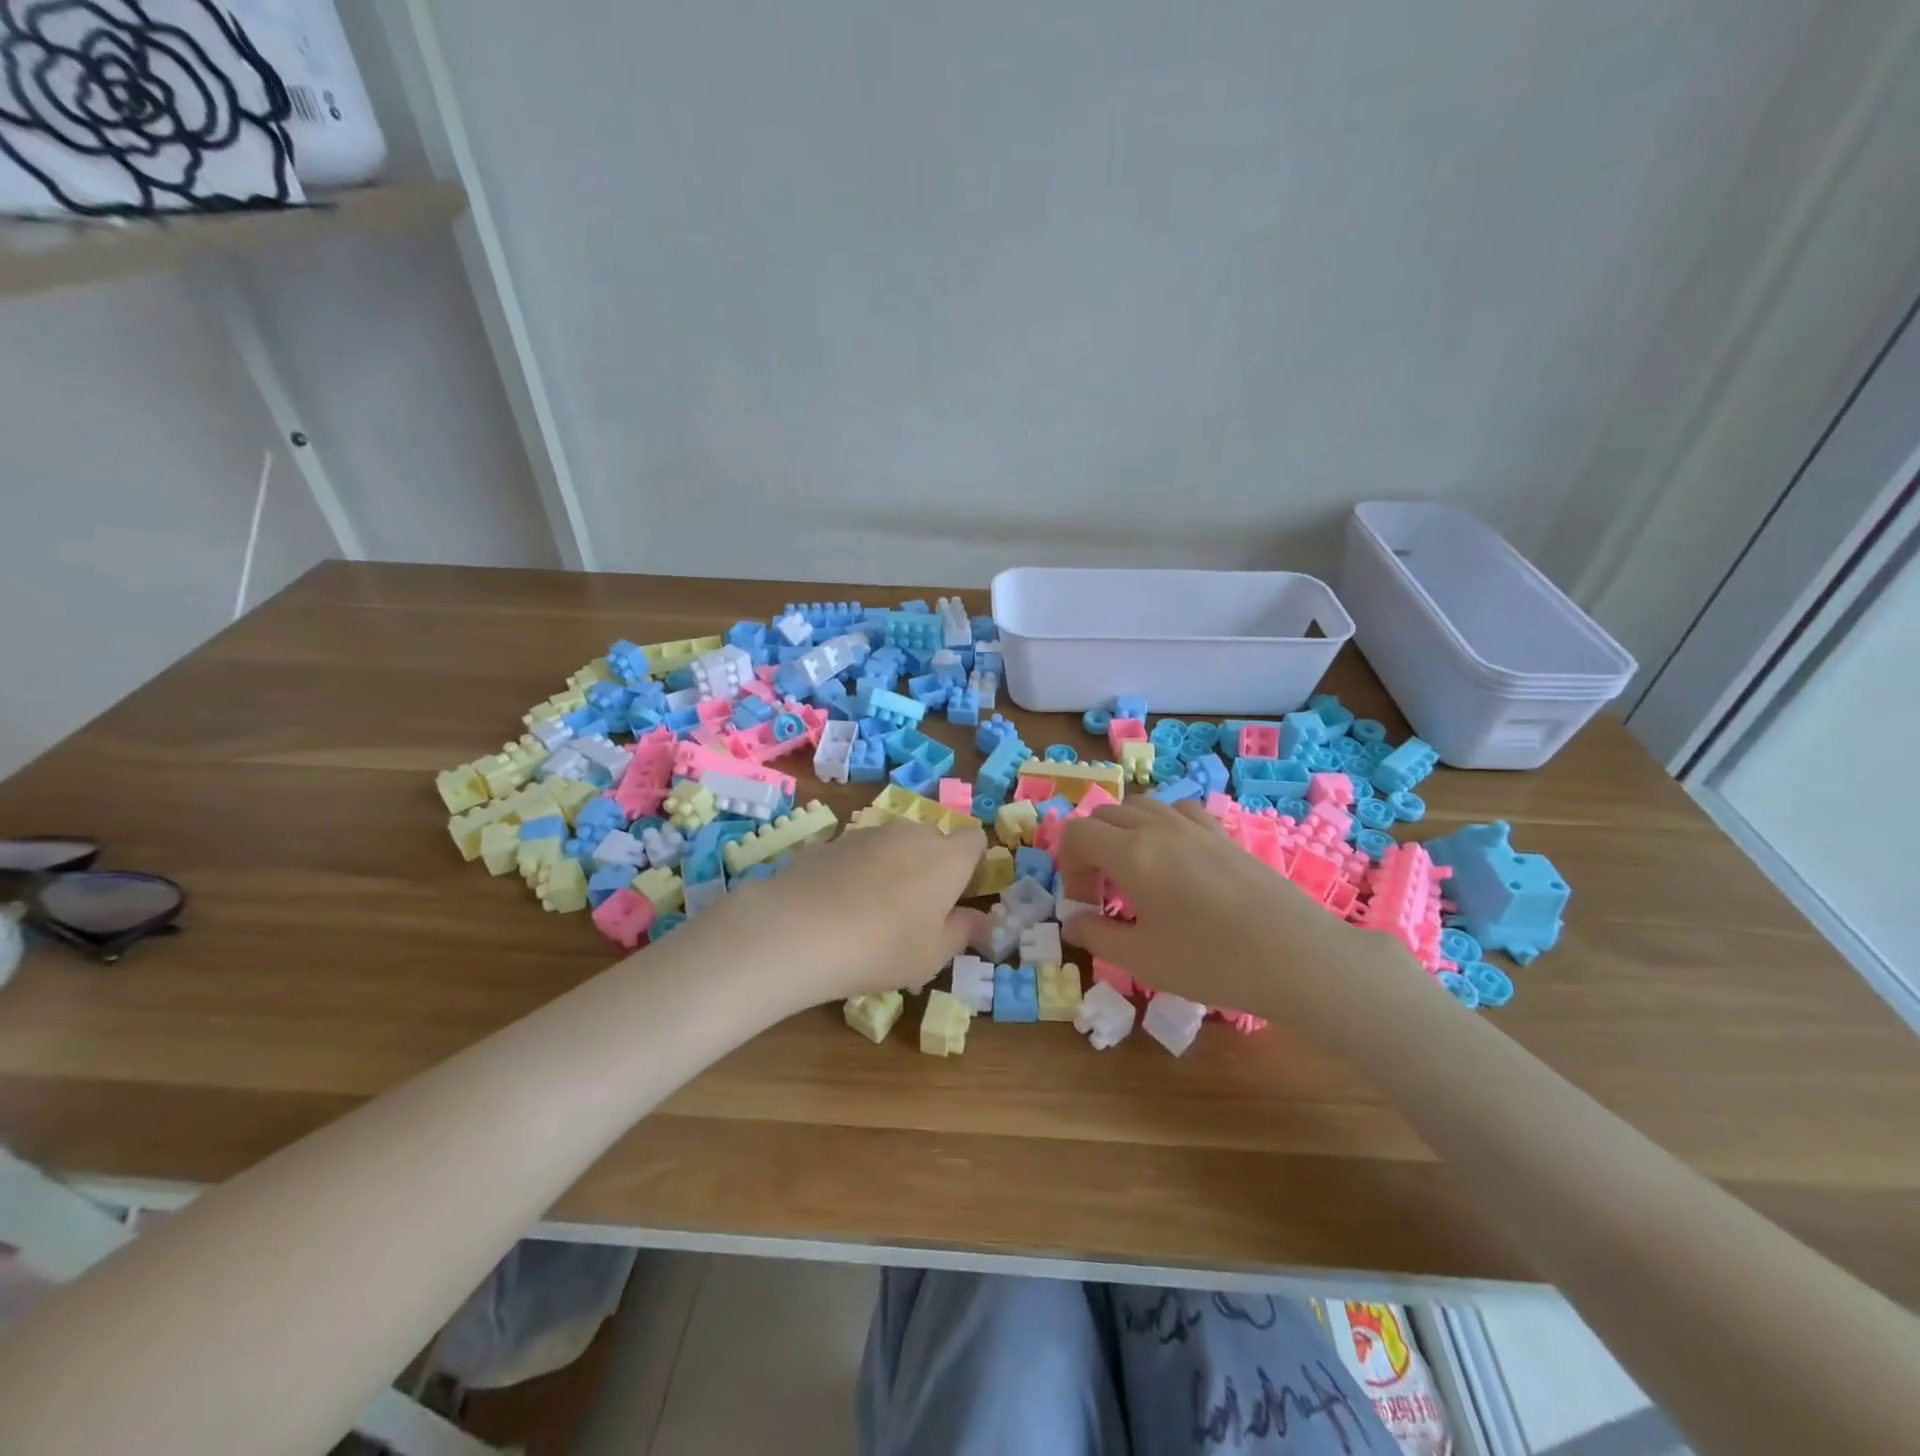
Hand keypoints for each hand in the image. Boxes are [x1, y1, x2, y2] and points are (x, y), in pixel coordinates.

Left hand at [701, 818, 988, 1010]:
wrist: (799, 929)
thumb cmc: (882, 948)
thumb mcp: (933, 955)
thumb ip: (963, 932)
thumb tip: (982, 920)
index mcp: (947, 858)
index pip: (974, 840)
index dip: (971, 865)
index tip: (959, 897)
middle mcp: (911, 834)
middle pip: (932, 841)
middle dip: (930, 867)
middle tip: (915, 912)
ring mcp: (868, 833)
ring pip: (893, 845)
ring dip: (892, 868)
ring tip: (870, 912)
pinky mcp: (830, 841)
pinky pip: (857, 854)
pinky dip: (856, 872)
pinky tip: (837, 906)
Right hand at [1056, 798, 1410, 1024]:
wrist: (1297, 957)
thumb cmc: (1211, 961)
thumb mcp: (1142, 959)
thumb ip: (1097, 936)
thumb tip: (1073, 921)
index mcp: (1132, 853)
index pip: (1077, 833)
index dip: (1067, 865)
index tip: (1084, 903)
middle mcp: (1159, 828)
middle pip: (1106, 815)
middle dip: (1091, 848)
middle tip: (1103, 893)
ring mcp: (1196, 827)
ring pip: (1142, 806)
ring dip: (1124, 832)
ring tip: (1135, 872)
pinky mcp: (1224, 835)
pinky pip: (1179, 811)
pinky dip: (1162, 826)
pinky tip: (1175, 859)